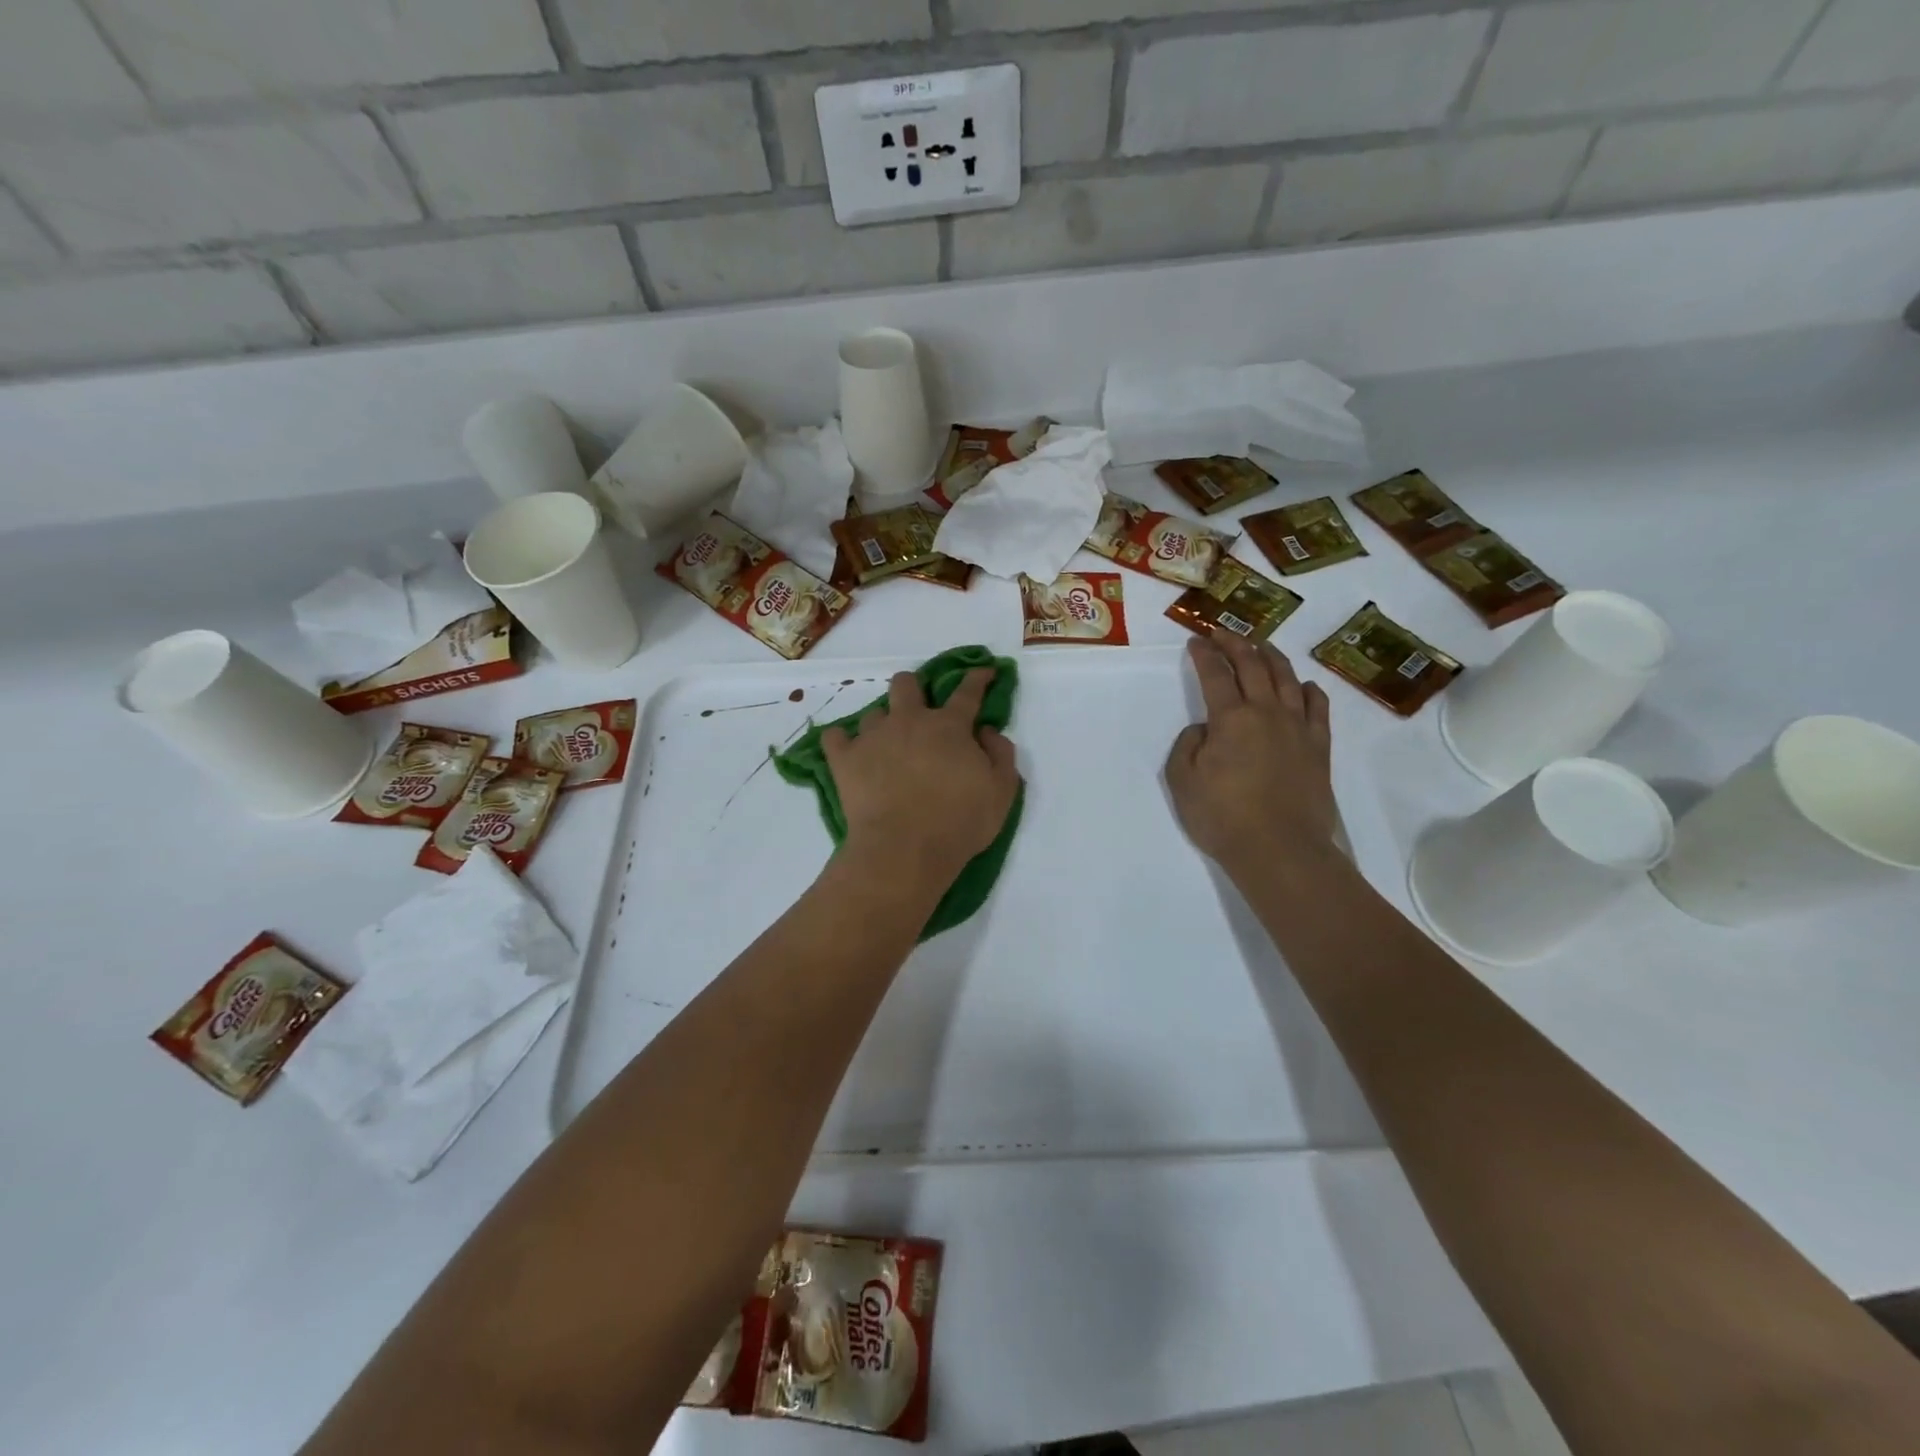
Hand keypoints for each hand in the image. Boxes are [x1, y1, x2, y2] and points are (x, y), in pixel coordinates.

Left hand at [823, 668, 1019, 883]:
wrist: (904, 850)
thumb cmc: (959, 823)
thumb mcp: (1001, 792)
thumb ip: (1001, 755)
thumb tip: (986, 731)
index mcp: (949, 726)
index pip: (967, 692)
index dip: (977, 678)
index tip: (983, 671)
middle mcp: (909, 721)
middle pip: (906, 684)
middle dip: (914, 689)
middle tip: (919, 711)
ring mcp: (873, 737)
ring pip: (873, 713)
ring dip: (882, 725)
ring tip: (886, 748)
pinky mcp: (844, 759)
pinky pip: (834, 737)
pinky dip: (842, 742)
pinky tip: (849, 754)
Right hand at [1165, 634, 1337, 881]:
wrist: (1280, 849)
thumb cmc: (1222, 816)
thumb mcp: (1182, 781)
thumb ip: (1187, 746)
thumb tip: (1205, 729)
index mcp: (1231, 718)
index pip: (1215, 674)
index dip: (1204, 654)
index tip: (1195, 641)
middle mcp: (1267, 712)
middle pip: (1253, 665)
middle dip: (1235, 643)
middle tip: (1223, 633)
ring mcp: (1298, 728)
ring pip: (1287, 679)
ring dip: (1272, 657)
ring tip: (1262, 646)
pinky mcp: (1319, 747)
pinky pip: (1318, 708)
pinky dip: (1309, 690)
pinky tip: (1304, 686)